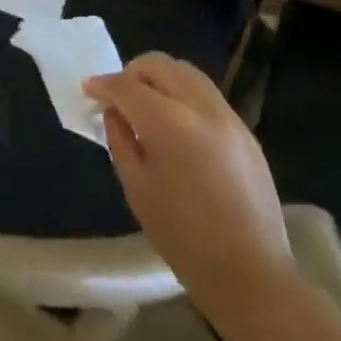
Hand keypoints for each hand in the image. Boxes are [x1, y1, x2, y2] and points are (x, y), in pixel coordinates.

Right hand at [85, 53, 292, 305]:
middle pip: (159, 65)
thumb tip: (115, 113)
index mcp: (169, 123)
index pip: (127, 85)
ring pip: (186, 72)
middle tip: (119, 96)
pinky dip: (184, 95)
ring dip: (160, 79)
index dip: (103, 85)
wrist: (251, 275)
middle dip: (132, 73)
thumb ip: (120, 140)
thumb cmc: (183, 238)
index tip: (89, 89)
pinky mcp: (245, 130)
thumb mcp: (136, 188)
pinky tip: (178, 124)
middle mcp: (200, 107)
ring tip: (148, 105)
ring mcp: (228, 116)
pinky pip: (206, 95)